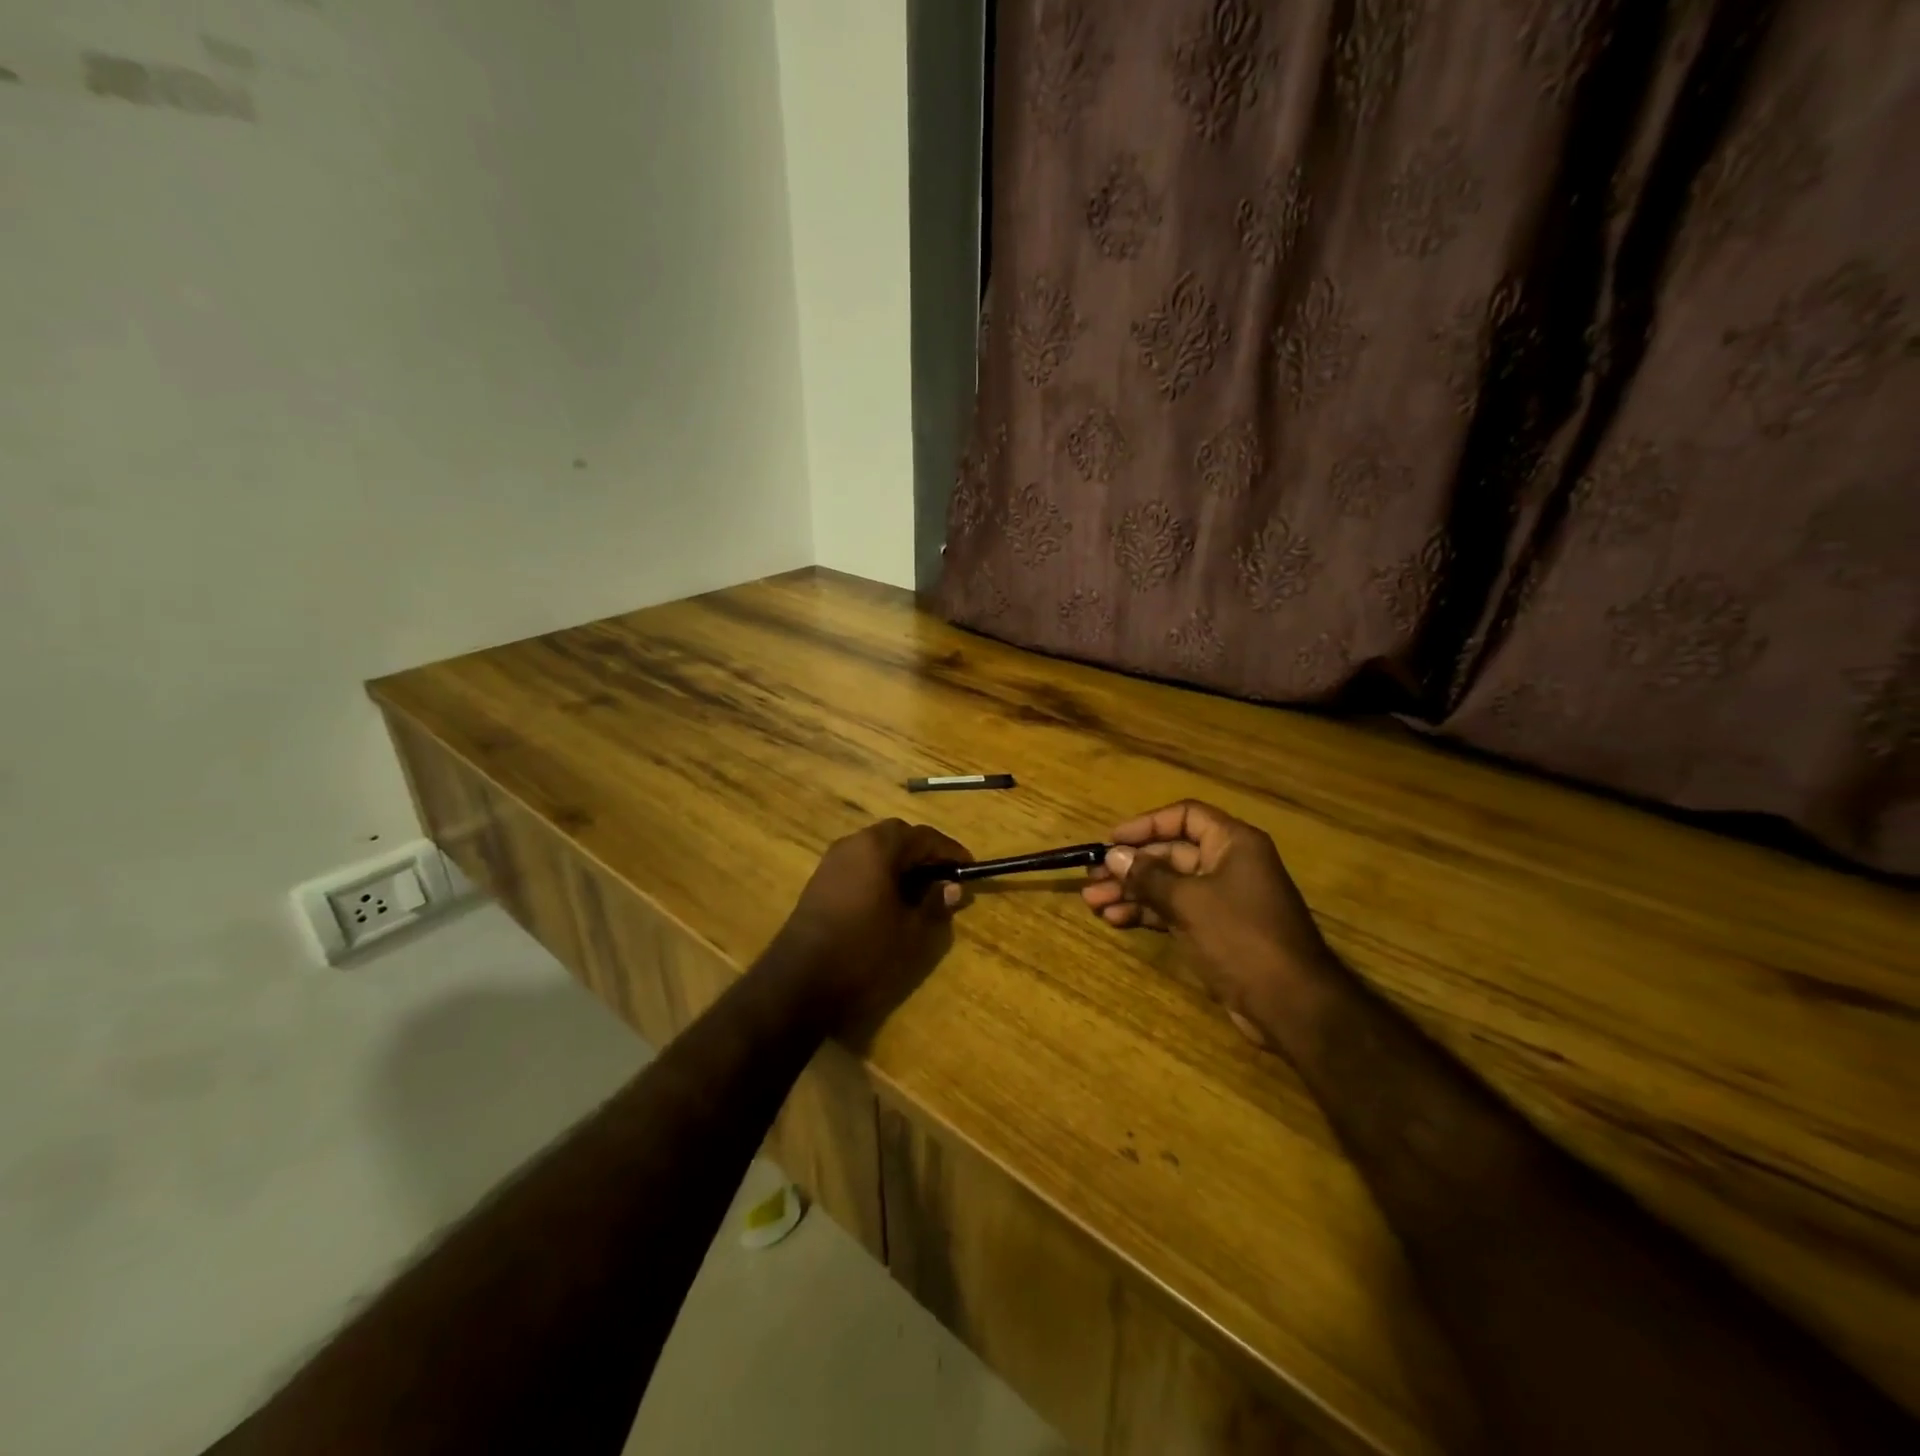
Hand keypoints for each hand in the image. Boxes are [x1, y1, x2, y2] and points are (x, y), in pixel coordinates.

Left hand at [774, 819, 971, 1027]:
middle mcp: (853, 844)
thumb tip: (952, 887)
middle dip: (924, 851)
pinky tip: (891, 899)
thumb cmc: (864, 951)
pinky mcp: (821, 881)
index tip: (969, 866)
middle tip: (946, 874)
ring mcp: (832, 861)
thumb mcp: (911, 931)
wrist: (799, 981)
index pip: (923, 836)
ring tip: (922, 888)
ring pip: (876, 848)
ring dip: (901, 861)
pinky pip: (859, 864)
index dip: (949, 850)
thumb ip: (934, 903)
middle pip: (897, 836)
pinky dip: (880, 872)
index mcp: (877, 848)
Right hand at [1081, 800, 1334, 1044]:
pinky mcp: (1216, 931)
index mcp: (1233, 844)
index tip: (1112, 841)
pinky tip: (1116, 919)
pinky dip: (1147, 913)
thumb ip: (1148, 876)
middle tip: (1092, 878)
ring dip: (1132, 891)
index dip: (1146, 825)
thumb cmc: (1241, 937)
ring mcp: (1222, 899)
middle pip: (1171, 853)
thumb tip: (1113, 855)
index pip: (1185, 817)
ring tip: (1094, 903)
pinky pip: (1174, 911)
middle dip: (1131, 866)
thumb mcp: (1189, 902)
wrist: (1291, 1004)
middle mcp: (1228, 864)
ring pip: (1168, 885)